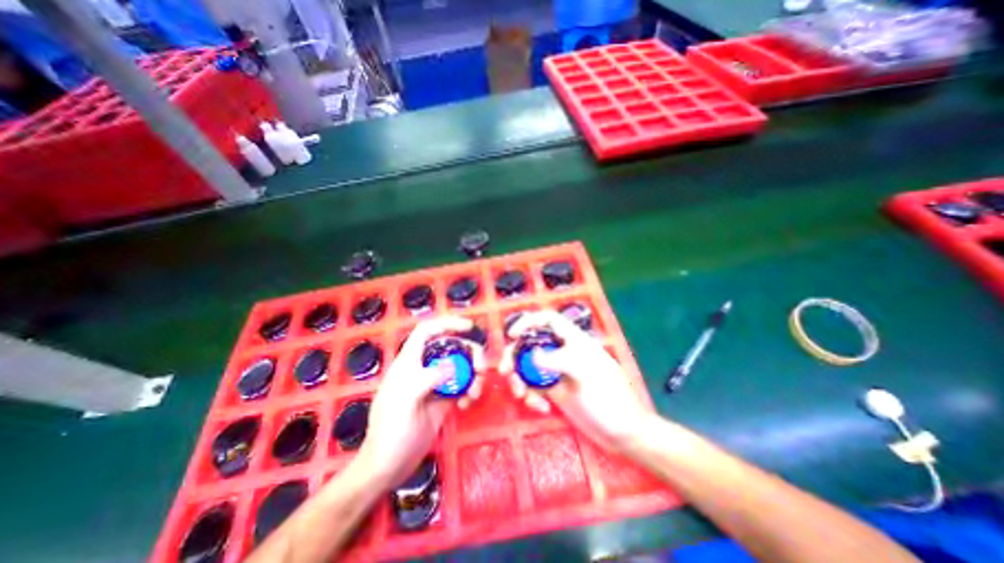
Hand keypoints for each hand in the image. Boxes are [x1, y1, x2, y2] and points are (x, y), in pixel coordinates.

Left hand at [353, 318, 486, 488]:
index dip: (447, 324)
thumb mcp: (406, 400)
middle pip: (451, 347)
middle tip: (480, 368)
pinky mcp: (444, 400)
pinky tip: (467, 403)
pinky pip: (463, 386)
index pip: (427, 331)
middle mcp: (424, 368)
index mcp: (409, 362)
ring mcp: (435, 384)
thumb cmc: (390, 430)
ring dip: (473, 374)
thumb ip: (429, 377)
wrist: (388, 466)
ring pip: (460, 366)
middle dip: (469, 353)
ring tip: (475, 391)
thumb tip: (455, 366)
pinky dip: (470, 390)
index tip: (468, 328)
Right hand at [500, 311, 651, 455]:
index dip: (529, 322)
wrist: (623, 432)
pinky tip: (541, 408)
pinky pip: (534, 387)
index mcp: (574, 340)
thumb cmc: (609, 397)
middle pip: (531, 343)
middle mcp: (563, 352)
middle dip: (515, 356)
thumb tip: (531, 356)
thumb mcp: (585, 374)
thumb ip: (557, 361)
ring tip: (522, 397)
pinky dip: (531, 395)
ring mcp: (557, 372)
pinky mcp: (555, 391)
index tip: (512, 335)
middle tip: (505, 372)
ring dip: (520, 379)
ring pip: (528, 366)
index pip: (548, 320)